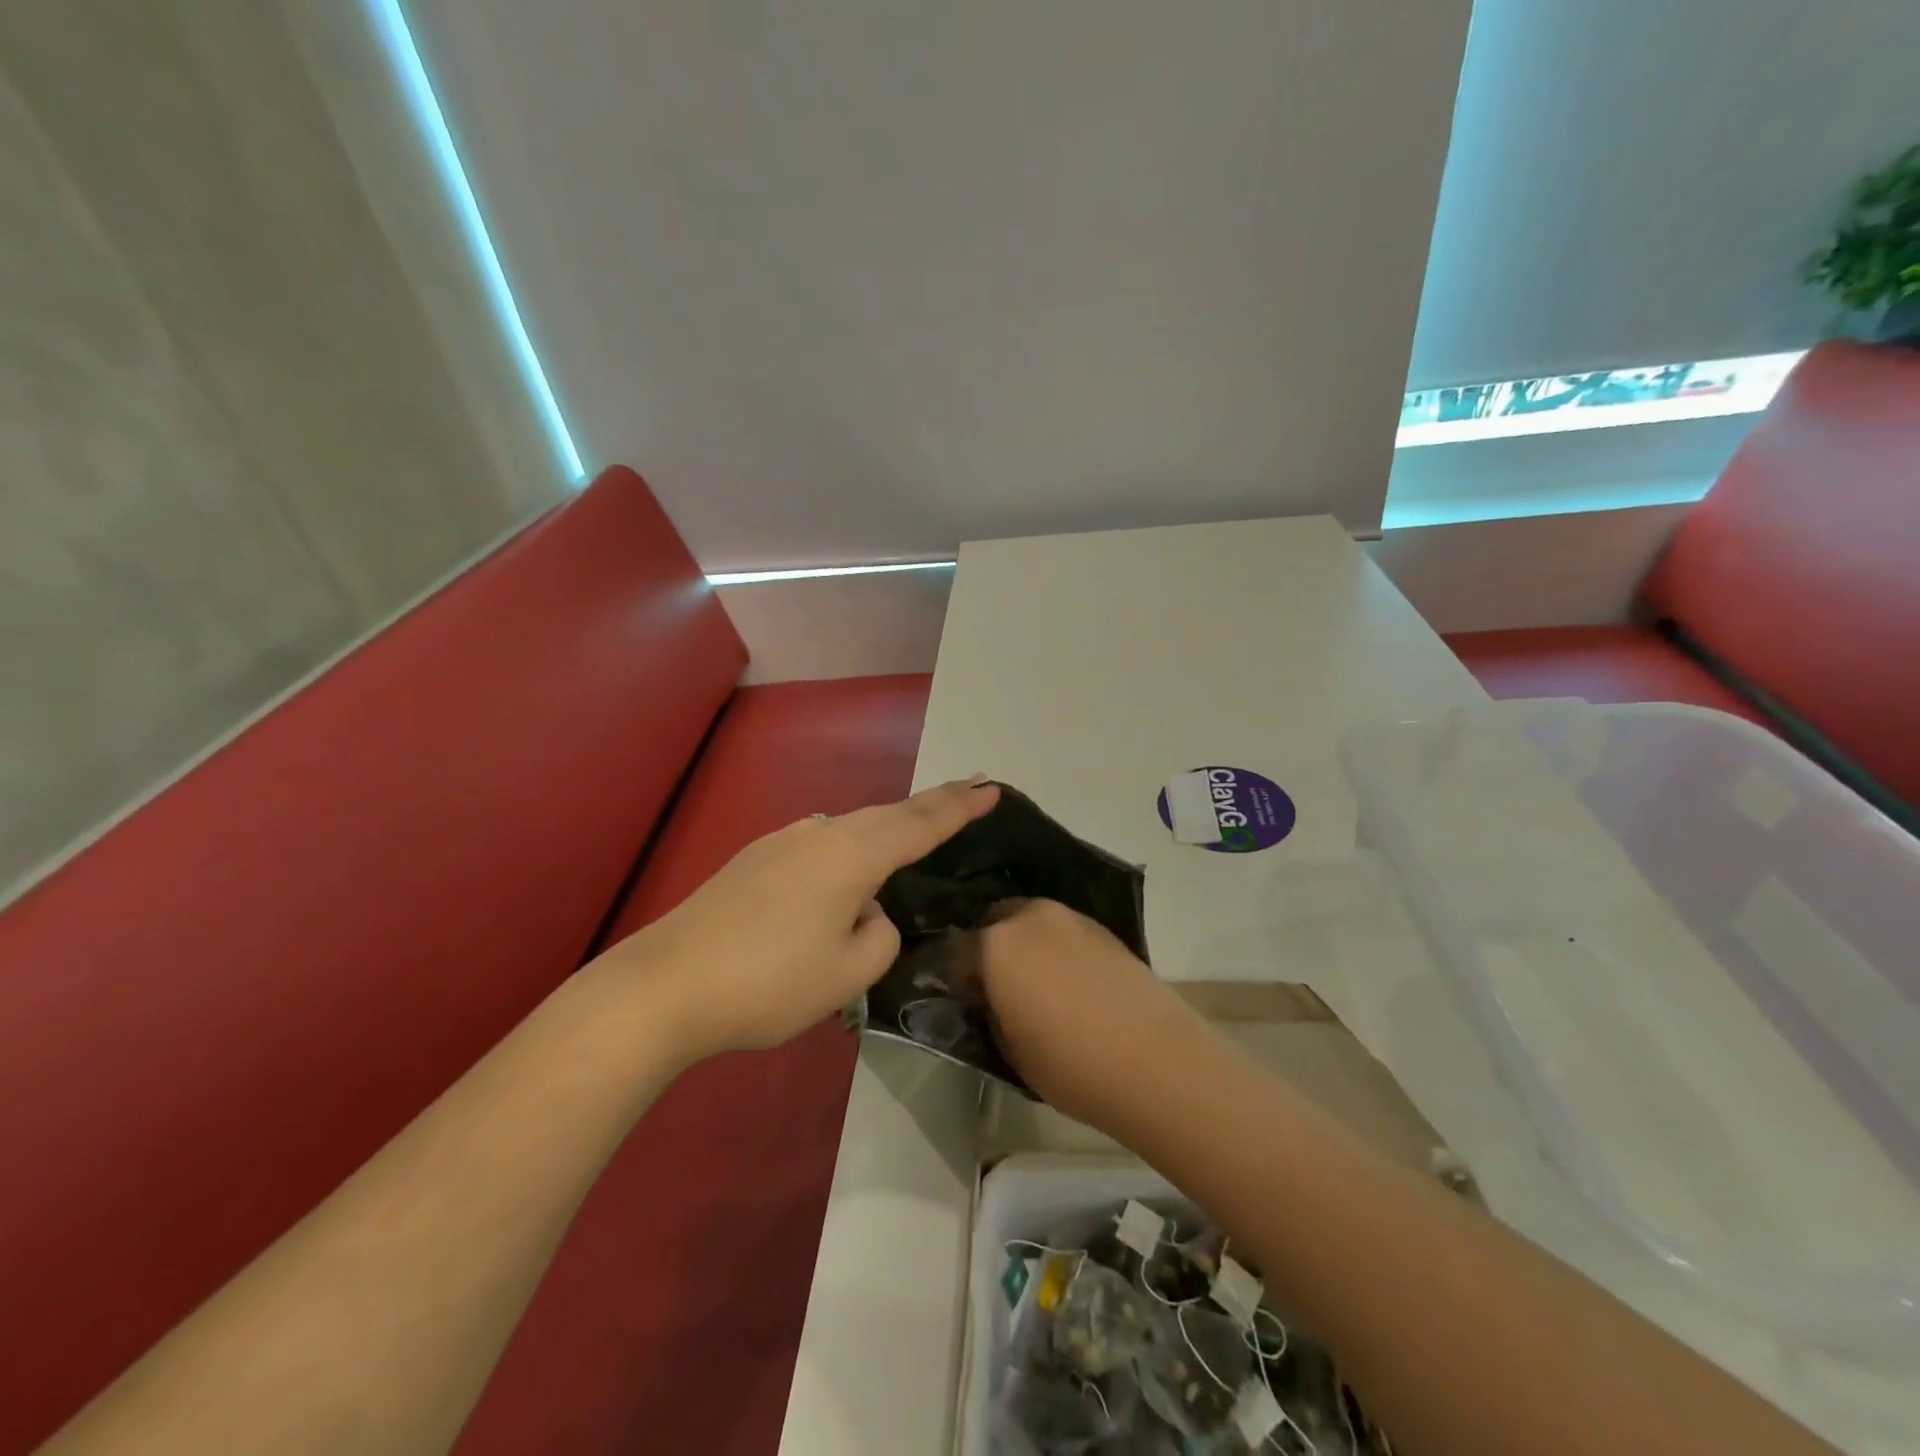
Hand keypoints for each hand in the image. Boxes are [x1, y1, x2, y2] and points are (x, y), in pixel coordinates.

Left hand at [605, 777, 1000, 1058]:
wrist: (664, 985)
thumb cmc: (767, 982)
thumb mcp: (846, 975)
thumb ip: (878, 937)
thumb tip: (868, 913)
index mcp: (852, 856)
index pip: (921, 824)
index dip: (960, 807)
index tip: (992, 786)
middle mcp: (820, 834)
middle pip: (888, 814)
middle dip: (932, 804)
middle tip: (968, 791)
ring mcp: (782, 842)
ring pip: (851, 827)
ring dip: (889, 826)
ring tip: (914, 829)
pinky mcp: (754, 860)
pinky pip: (820, 843)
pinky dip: (850, 846)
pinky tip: (844, 868)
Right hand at [978, 899, 1212, 1128]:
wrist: (1157, 1063)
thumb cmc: (1070, 1064)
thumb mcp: (1009, 1050)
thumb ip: (991, 1013)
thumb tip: (991, 1000)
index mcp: (996, 945)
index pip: (957, 952)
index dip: (958, 980)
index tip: (969, 1004)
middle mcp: (1031, 918)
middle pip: (996, 923)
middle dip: (992, 949)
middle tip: (1001, 989)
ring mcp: (1072, 918)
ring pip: (1033, 923)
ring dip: (1028, 946)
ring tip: (1041, 988)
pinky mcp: (1106, 930)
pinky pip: (1066, 933)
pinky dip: (1060, 951)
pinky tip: (1074, 987)